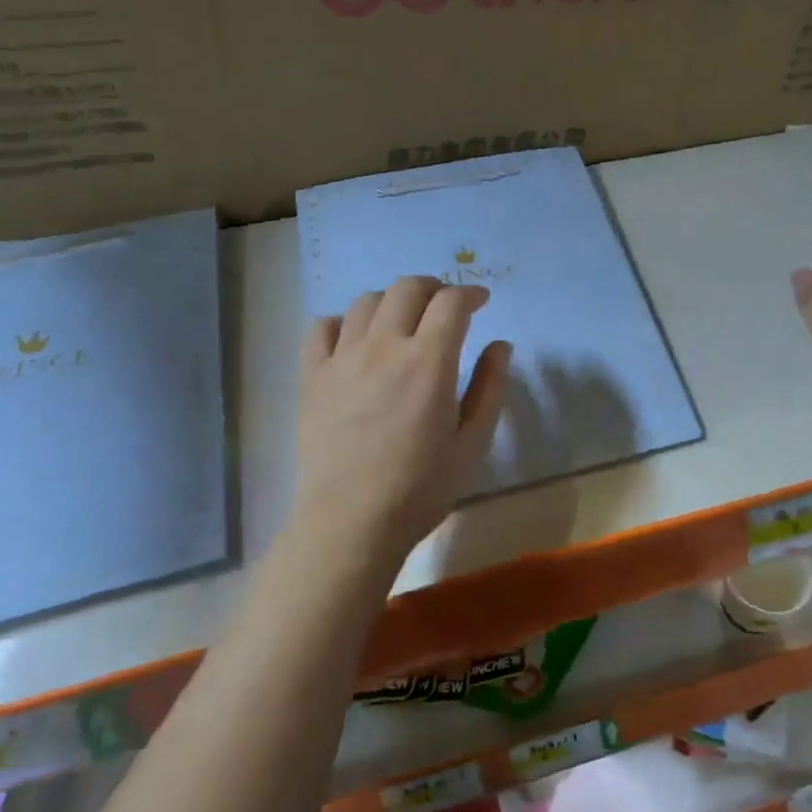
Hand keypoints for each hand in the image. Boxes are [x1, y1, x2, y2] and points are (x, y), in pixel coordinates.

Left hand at [291, 276, 512, 572]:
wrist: (351, 523)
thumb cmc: (421, 488)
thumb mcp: (472, 443)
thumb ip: (490, 388)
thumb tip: (500, 345)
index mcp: (429, 361)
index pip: (452, 302)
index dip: (470, 293)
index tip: (480, 301)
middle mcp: (384, 346)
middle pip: (408, 288)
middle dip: (434, 287)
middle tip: (446, 307)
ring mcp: (342, 358)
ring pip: (366, 301)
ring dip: (392, 301)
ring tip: (403, 322)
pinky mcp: (312, 376)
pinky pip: (322, 327)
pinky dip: (344, 322)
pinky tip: (356, 340)